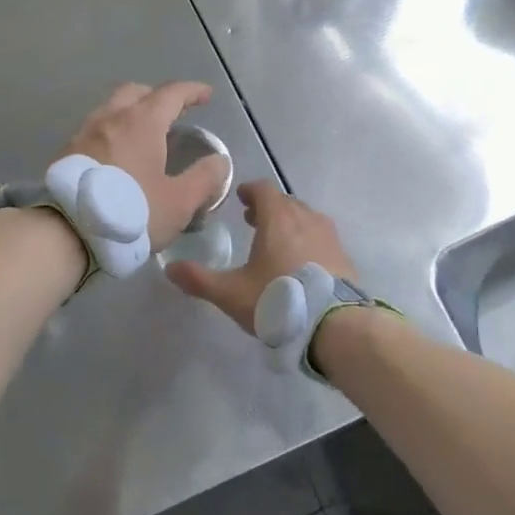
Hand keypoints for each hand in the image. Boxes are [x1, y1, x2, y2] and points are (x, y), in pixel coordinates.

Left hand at [62, 82, 230, 250]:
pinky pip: (95, 130)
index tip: (206, 94)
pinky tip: (116, 156)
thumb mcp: (179, 201)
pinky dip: (112, 132)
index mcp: (142, 122)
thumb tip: (219, 161)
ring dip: (130, 113)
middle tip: (172, 112)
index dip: (192, 91)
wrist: (66, 232)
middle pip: (136, 92)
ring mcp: (84, 133)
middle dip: (157, 96)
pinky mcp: (66, 152)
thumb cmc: (131, 212)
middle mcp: (111, 118)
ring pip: (111, 109)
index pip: (172, 94)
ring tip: (143, 135)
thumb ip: (204, 178)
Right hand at [166, 182, 356, 332]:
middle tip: (253, 221)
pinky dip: (308, 241)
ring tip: (277, 242)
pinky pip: (321, 239)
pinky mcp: (344, 257)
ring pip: (306, 219)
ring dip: (290, 223)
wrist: (335, 325)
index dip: (250, 191)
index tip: (240, 197)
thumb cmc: (278, 300)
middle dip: (268, 208)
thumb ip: (199, 280)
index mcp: (278, 218)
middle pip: (286, 202)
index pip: (264, 189)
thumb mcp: (231, 294)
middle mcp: (306, 219)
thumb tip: (169, 268)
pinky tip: (301, 265)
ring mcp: (329, 237)